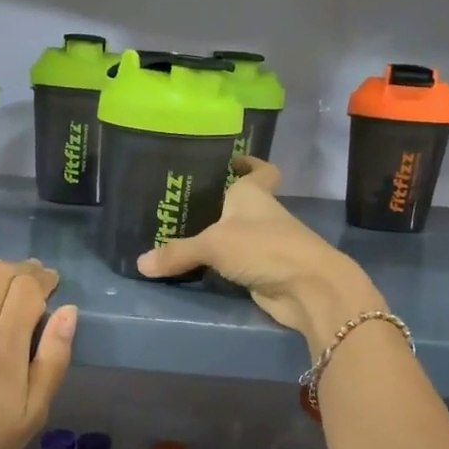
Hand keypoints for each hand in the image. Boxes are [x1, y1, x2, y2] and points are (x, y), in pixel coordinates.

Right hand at [137, 159, 384, 352]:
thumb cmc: (264, 247)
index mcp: (253, 194)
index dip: (248, 163)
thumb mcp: (213, 244)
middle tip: (180, 201)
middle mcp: (260, 215)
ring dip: (214, 235)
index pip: (259, 170)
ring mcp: (264, 245)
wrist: (307, 288)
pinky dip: (217, 264)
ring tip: (177, 233)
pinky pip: (233, 263)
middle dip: (215, 202)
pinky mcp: (262, 271)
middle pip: (238, 203)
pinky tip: (193, 265)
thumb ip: (177, 252)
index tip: (231, 160)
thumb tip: (140, 264)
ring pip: (235, 235)